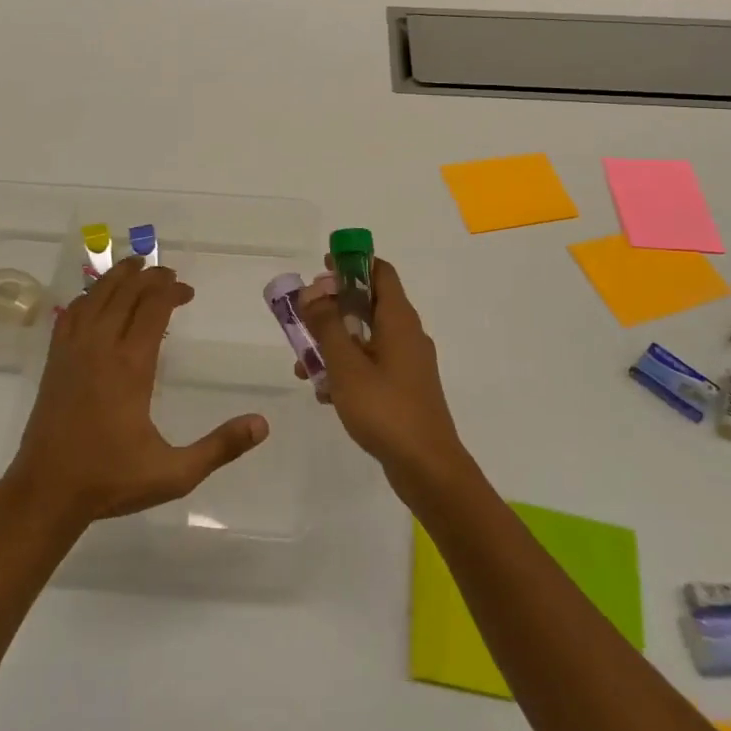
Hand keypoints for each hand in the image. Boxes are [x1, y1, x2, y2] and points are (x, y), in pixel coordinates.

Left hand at [1, 257, 268, 528]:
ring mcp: (73, 350)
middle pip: (126, 292)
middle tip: (169, 276)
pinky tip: (96, 298)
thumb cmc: (112, 479)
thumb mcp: (175, 473)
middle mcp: (101, 347)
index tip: (188, 292)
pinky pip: (71, 313)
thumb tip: (262, 425)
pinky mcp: (54, 361)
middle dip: (150, 277)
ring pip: (96, 296)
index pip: (153, 307)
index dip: (172, 291)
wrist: (46, 491)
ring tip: (136, 267)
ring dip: (118, 277)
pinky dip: (88, 297)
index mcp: (131, 365)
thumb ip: (220, 447)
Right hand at [298, 258, 467, 492]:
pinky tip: (324, 392)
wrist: (427, 468)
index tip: (322, 267)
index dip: (352, 263)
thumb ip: (326, 325)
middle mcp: (407, 334)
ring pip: (366, 337)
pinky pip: (371, 364)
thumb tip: (312, 290)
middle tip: (303, 315)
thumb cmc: (385, 409)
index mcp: (399, 319)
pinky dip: (347, 368)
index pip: (380, 272)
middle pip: (369, 304)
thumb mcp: (346, 365)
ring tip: (303, 364)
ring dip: (334, 342)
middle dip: (333, 306)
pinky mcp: (404, 388)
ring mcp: (408, 363)